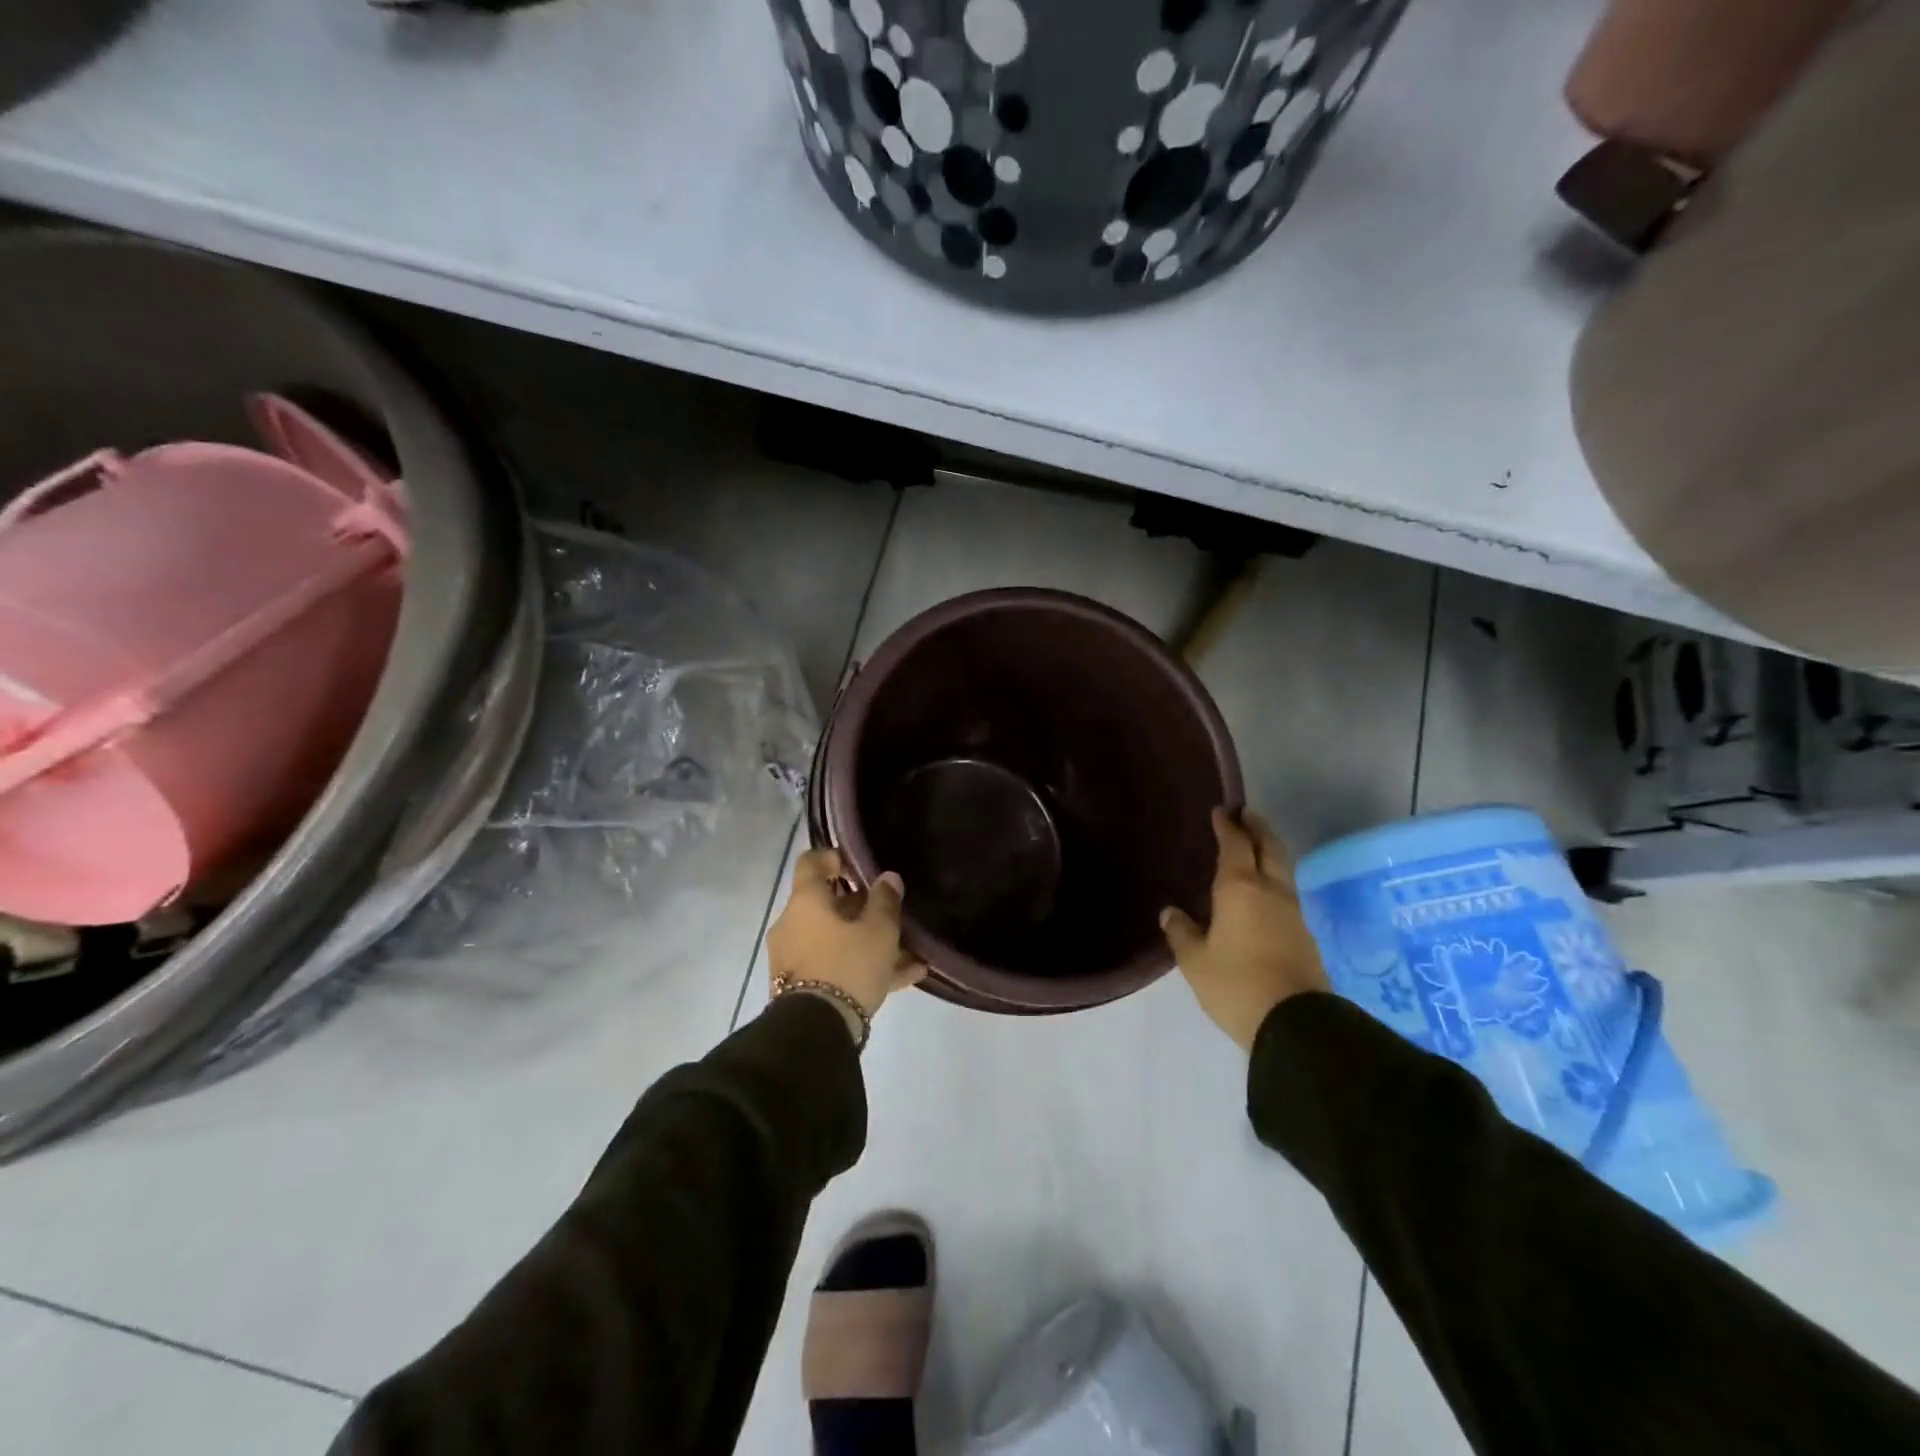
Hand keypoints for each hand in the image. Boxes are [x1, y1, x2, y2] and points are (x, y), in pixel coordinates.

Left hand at [767, 849, 927, 1039]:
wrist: (815, 1031)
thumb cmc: (847, 965)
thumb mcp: (879, 930)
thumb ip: (886, 900)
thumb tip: (888, 878)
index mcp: (805, 901)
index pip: (811, 862)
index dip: (835, 858)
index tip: (859, 867)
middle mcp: (793, 924)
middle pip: (828, 905)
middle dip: (862, 909)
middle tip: (893, 916)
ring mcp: (793, 958)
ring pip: (836, 939)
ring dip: (868, 942)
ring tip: (909, 953)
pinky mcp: (800, 988)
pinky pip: (835, 967)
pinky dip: (863, 967)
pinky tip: (906, 977)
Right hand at [1161, 809, 1329, 1050]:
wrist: (1295, 1024)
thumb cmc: (1235, 985)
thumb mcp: (1195, 961)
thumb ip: (1182, 933)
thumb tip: (1171, 912)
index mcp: (1240, 889)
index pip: (1235, 845)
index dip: (1227, 826)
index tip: (1221, 811)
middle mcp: (1271, 891)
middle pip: (1270, 848)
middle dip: (1258, 828)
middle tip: (1246, 815)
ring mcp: (1293, 913)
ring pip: (1283, 870)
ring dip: (1270, 852)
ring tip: (1255, 848)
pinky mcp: (1305, 935)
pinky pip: (1286, 893)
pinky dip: (1274, 879)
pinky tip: (1264, 891)